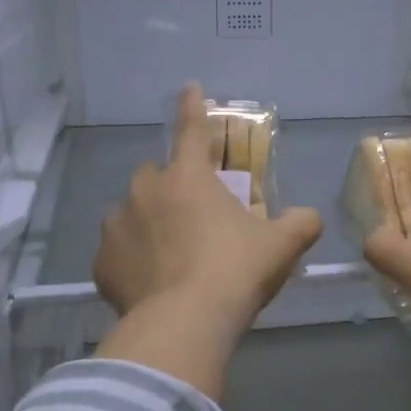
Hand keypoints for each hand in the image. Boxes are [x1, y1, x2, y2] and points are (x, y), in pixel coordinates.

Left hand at [93, 86, 322, 397]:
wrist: (185, 323)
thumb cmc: (235, 272)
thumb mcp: (280, 247)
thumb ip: (300, 224)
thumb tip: (309, 217)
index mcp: (188, 177)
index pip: (191, 130)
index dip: (192, 107)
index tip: (189, 87)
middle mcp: (144, 191)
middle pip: (155, 177)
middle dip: (171, 190)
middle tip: (192, 221)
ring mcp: (116, 227)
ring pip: (131, 215)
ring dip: (148, 226)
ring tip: (170, 261)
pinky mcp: (101, 264)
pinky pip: (117, 255)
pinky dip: (132, 263)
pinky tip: (151, 286)